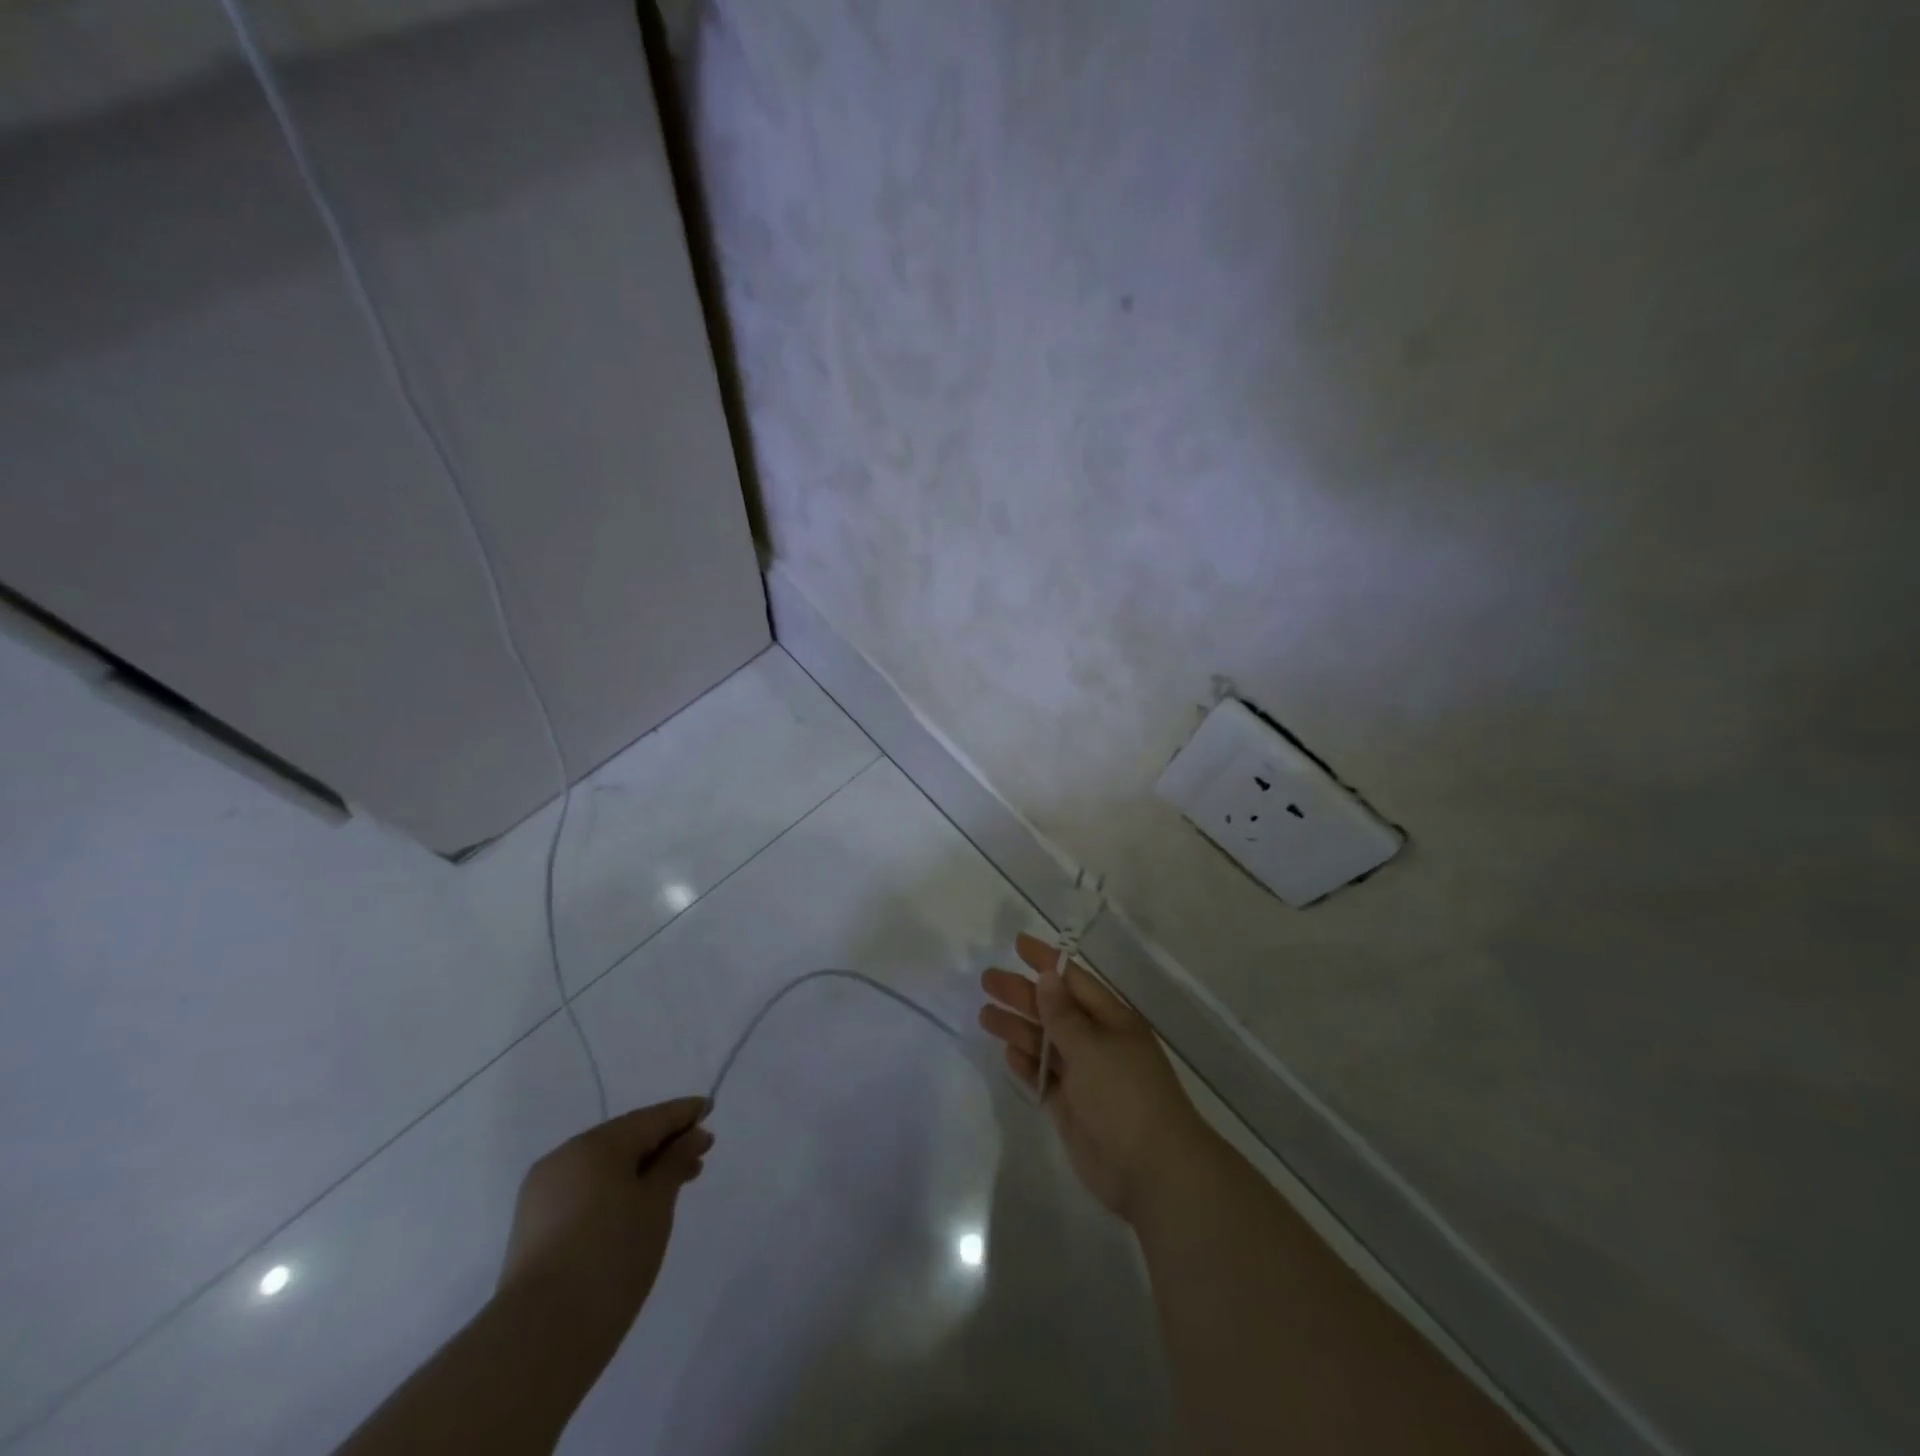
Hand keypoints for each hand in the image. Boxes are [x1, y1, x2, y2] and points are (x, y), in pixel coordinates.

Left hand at [497, 1098, 711, 1336]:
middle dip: (663, 1145)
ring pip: (603, 1167)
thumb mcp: (656, 1204)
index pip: (650, 1118)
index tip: (709, 1109)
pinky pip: (584, 1191)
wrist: (538, 1340)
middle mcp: (565, 1157)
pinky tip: (634, 1208)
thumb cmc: (610, 1258)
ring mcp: (543, 1193)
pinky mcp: (533, 1226)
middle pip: (625, 1139)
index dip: (683, 1114)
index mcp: (595, 1145)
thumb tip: (693, 1134)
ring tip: (672, 1186)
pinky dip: (613, 1190)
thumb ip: (676, 1161)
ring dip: (640, 1170)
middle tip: (699, 1157)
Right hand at [980, 933, 1210, 1222]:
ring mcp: (1085, 1077)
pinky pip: (1045, 1077)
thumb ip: (1063, 1014)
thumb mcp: (1092, 1047)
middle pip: (1054, 1010)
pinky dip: (1028, 1065)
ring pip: (1046, 1043)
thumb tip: (1047, 976)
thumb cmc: (1124, 1096)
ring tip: (985, 1014)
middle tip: (987, 980)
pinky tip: (1008, 1053)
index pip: (1074, 981)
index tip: (1018, 944)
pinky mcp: (1072, 1108)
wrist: (1152, 1171)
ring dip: (1018, 1027)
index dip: (1046, 962)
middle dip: (1023, 994)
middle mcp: (1098, 1043)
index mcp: (1112, 1020)